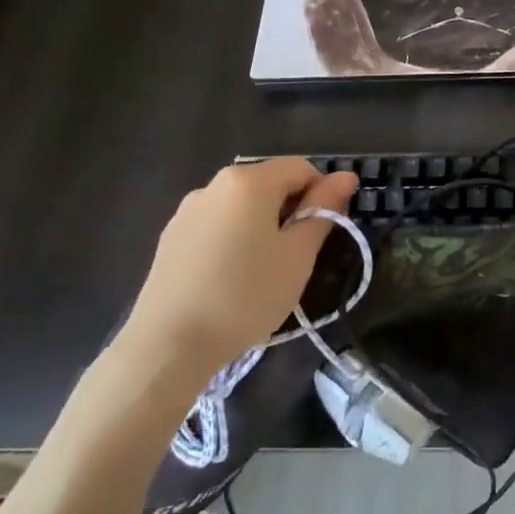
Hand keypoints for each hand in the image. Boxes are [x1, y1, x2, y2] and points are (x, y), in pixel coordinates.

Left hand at [120, 158, 358, 372]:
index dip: (322, 192)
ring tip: (265, 270)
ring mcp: (187, 211)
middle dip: (291, 209)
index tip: (326, 229)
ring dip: (262, 224)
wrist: (168, 345)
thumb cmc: (246, 296)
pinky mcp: (170, 238)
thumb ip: (323, 210)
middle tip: (300, 254)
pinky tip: (232, 278)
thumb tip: (346, 177)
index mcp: (248, 182)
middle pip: (268, 183)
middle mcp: (214, 185)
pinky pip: (216, 225)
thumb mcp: (297, 255)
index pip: (300, 168)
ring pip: (241, 206)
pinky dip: (235, 238)